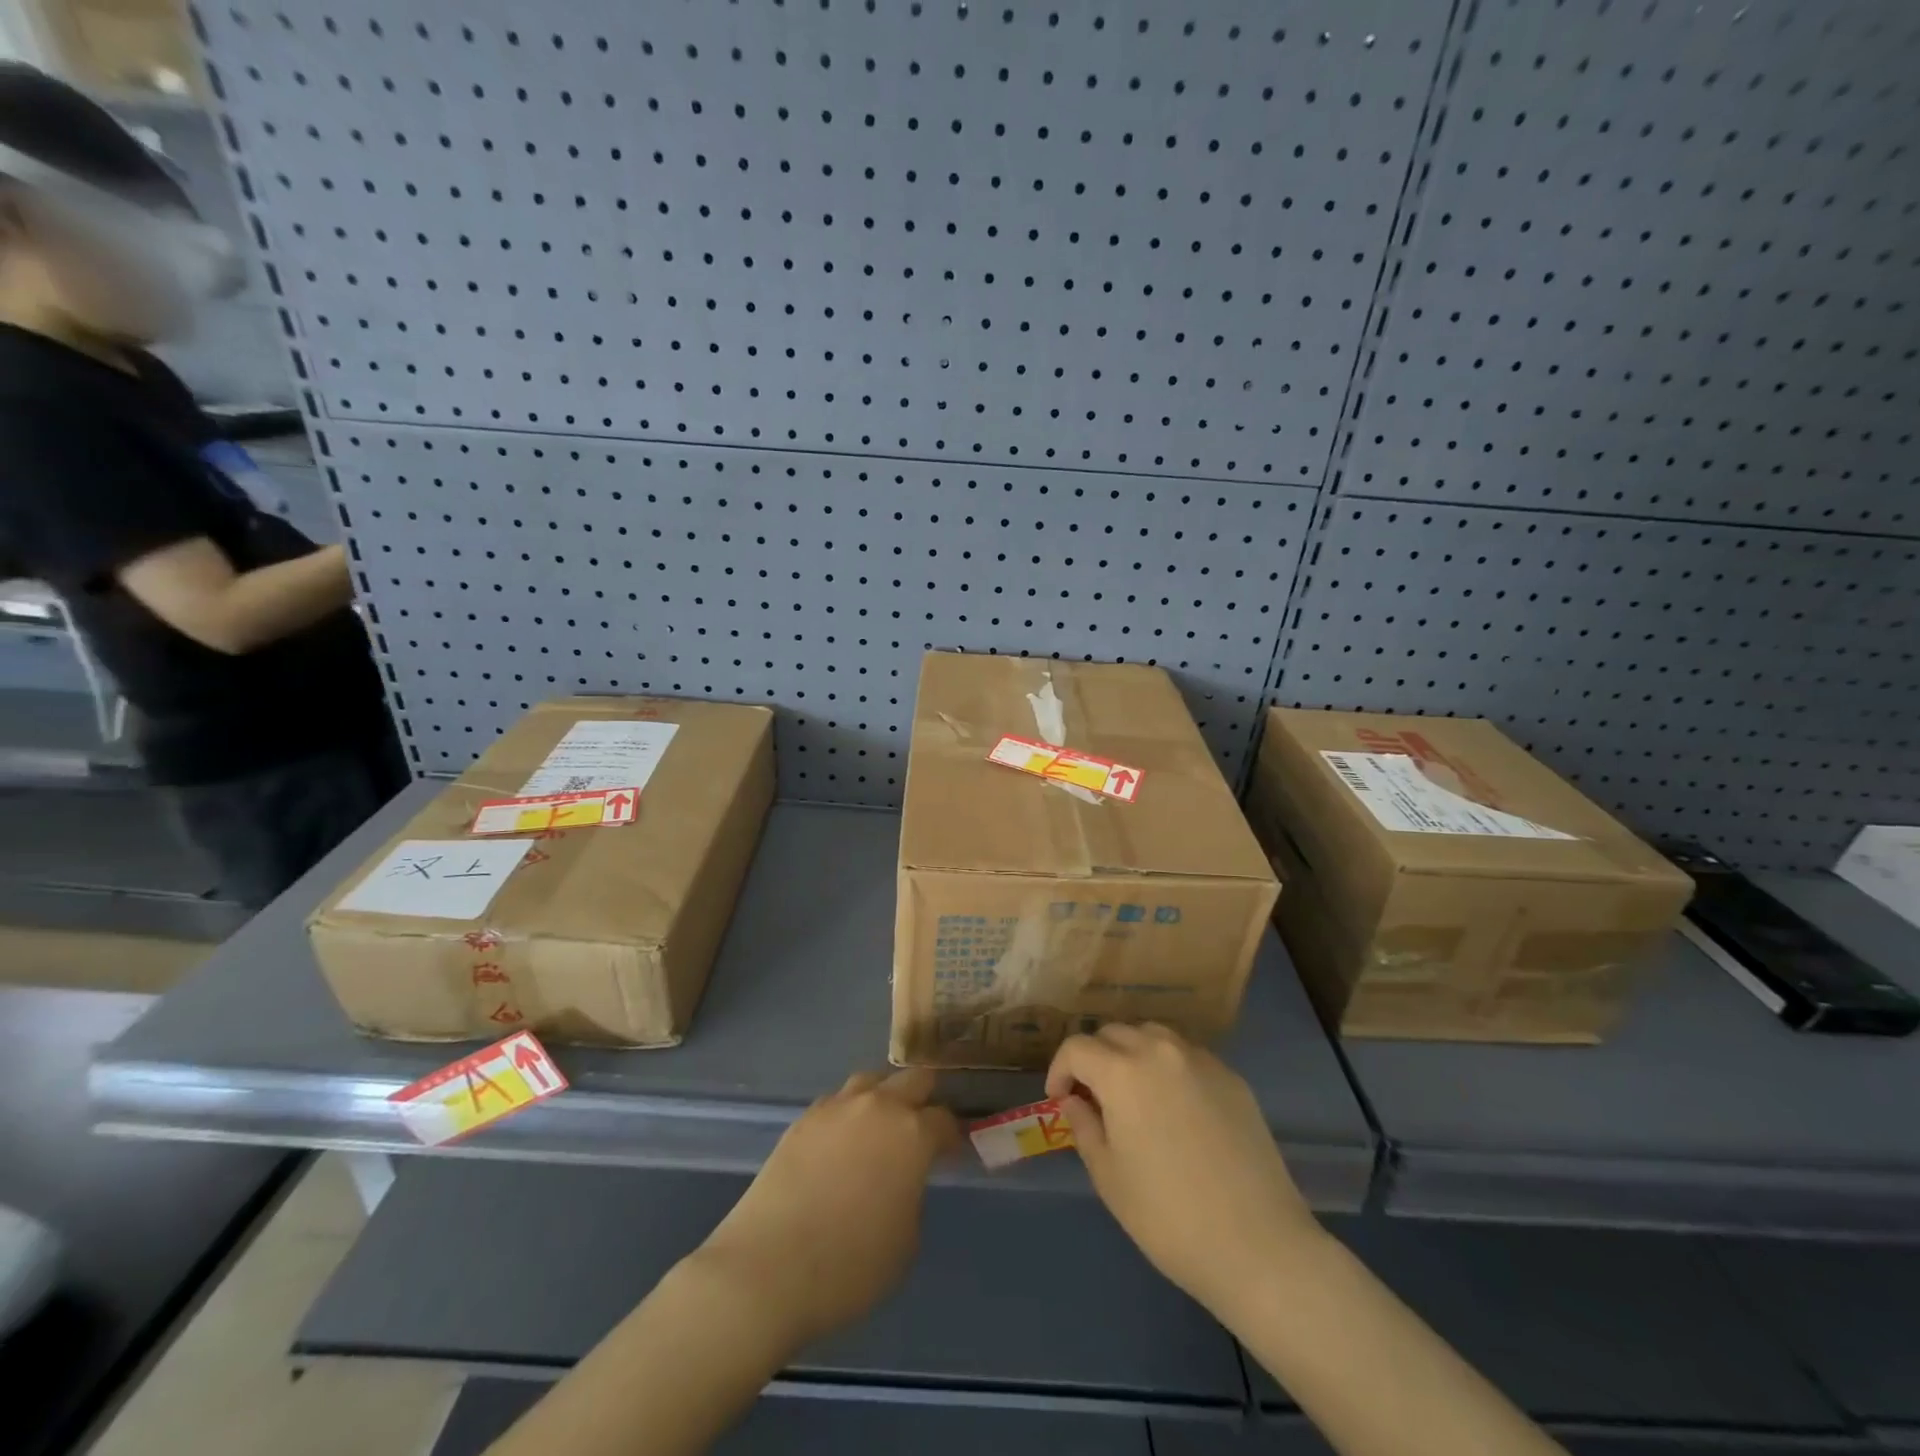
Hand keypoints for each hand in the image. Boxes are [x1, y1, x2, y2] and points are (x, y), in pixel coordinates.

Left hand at [694, 1068, 959, 1346]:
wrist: (769, 1269)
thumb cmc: (850, 1267)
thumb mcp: (905, 1241)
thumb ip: (912, 1195)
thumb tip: (902, 1179)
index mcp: (913, 1134)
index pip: (945, 1120)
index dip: (953, 1136)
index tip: (952, 1152)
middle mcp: (878, 1106)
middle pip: (914, 1080)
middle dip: (924, 1099)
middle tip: (922, 1128)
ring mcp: (838, 1107)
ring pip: (872, 1081)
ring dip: (884, 1097)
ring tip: (880, 1127)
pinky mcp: (804, 1118)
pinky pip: (837, 1102)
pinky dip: (848, 1114)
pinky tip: (842, 1142)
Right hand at [1046, 1023, 1321, 1317]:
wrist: (1259, 1246)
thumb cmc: (1169, 1217)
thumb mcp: (1109, 1176)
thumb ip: (1084, 1126)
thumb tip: (1074, 1100)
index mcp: (1122, 1071)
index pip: (1077, 1047)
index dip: (1060, 1069)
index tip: (1059, 1099)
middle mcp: (1160, 1050)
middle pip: (1114, 1033)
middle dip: (1095, 1058)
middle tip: (1093, 1097)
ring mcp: (1201, 1060)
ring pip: (1153, 1035)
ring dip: (1132, 1053)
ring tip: (1133, 1093)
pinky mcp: (1232, 1078)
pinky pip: (1187, 1055)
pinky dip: (1168, 1066)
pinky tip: (1175, 1107)